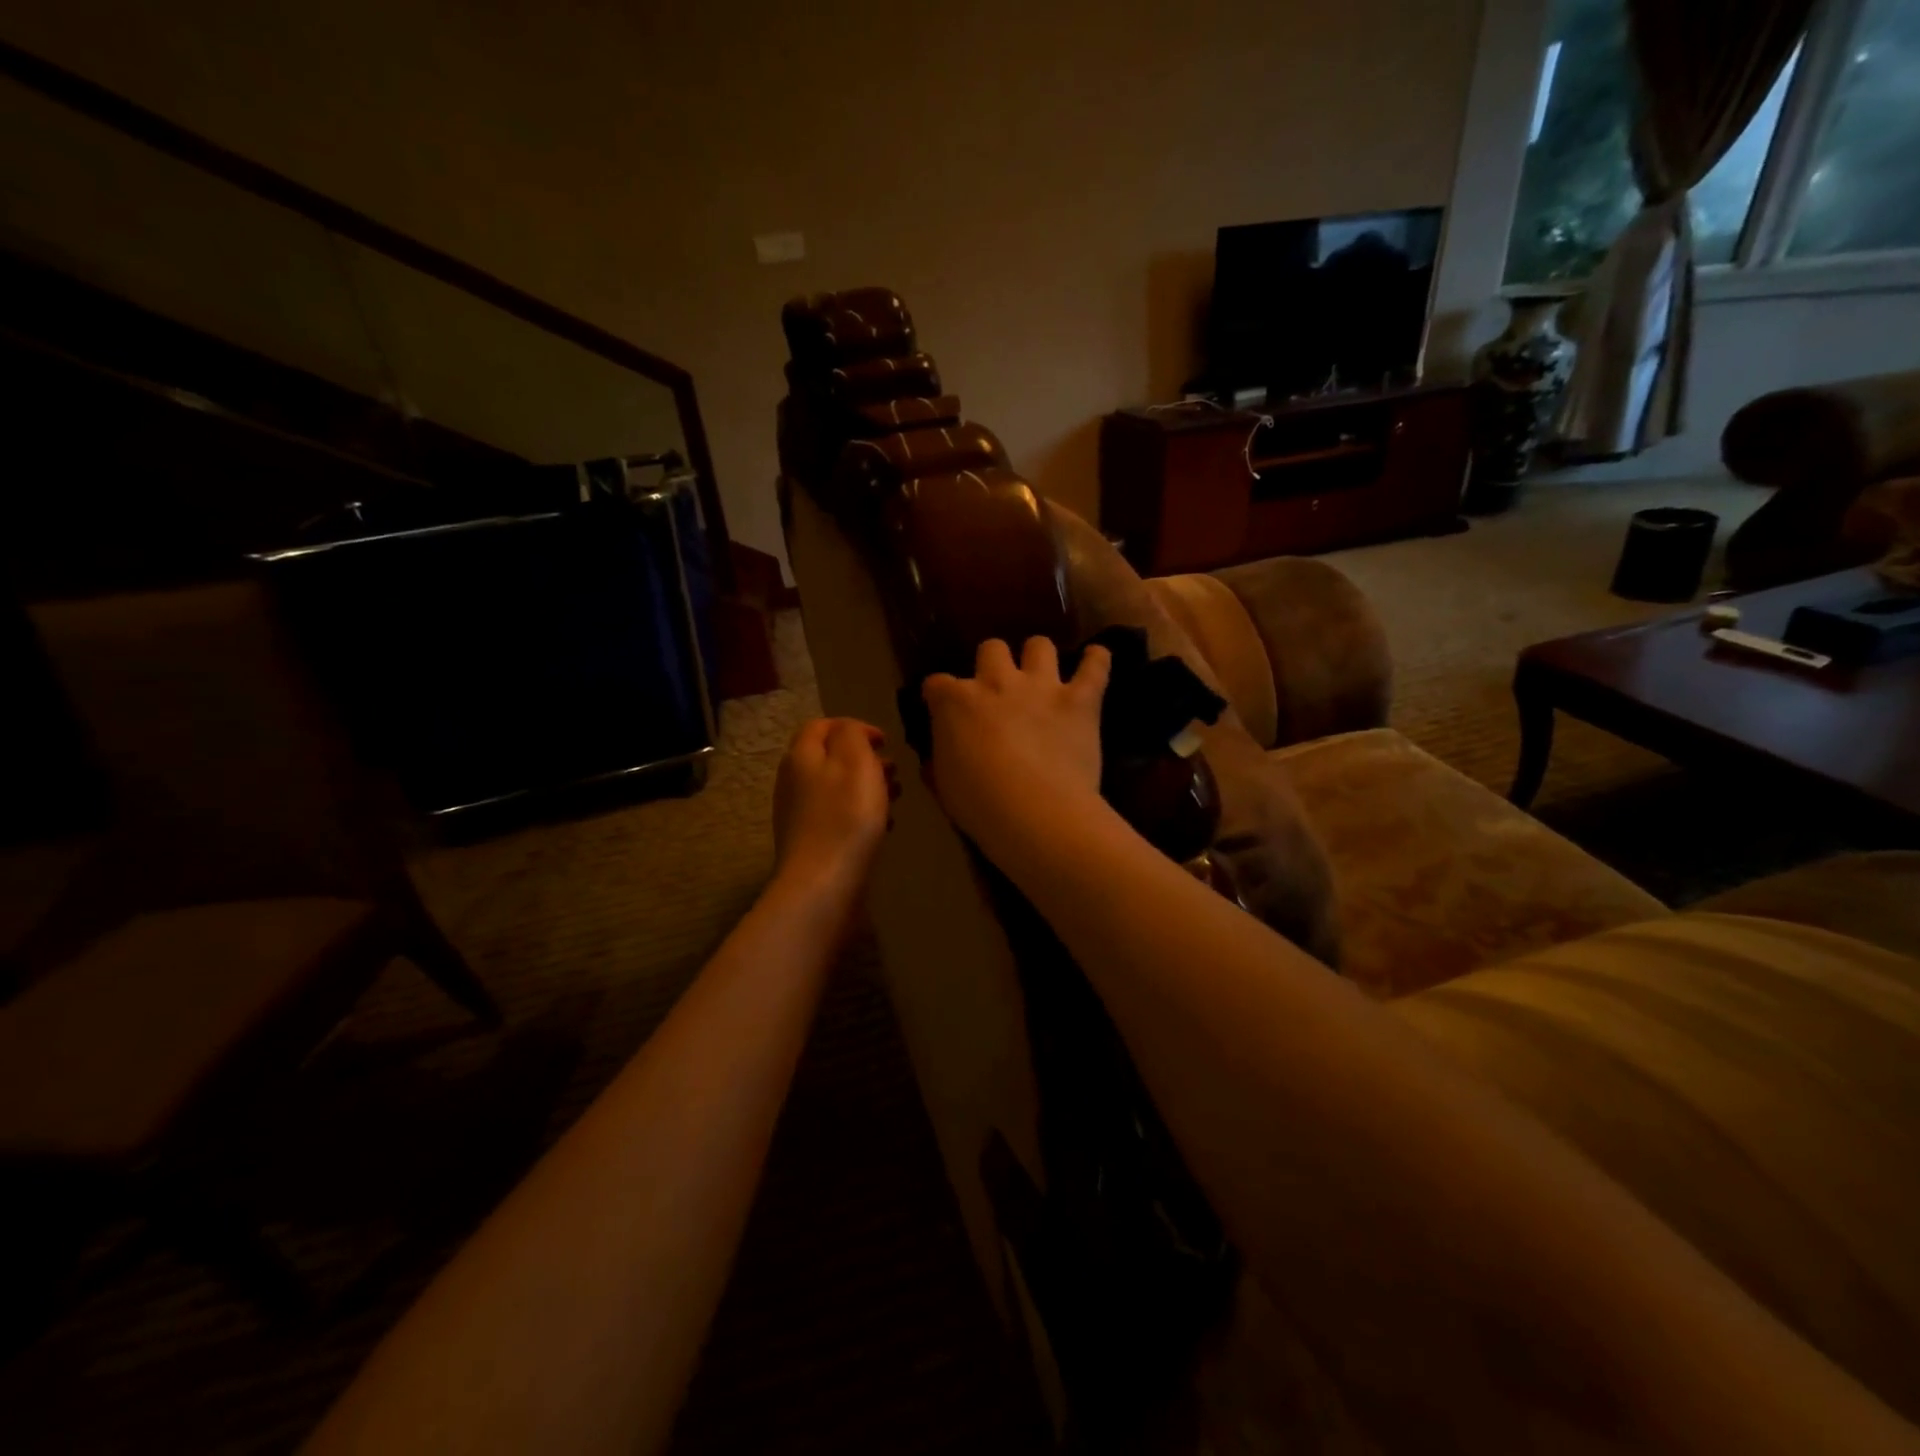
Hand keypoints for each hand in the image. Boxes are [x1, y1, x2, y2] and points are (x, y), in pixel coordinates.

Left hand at [772, 718, 897, 899]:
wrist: (823, 883)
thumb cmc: (846, 816)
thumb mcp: (855, 761)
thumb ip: (852, 734)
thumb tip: (850, 730)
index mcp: (801, 756)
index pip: (821, 725)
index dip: (854, 726)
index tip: (885, 742)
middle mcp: (793, 781)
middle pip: (830, 757)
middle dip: (865, 759)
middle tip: (894, 771)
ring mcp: (799, 813)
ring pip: (837, 787)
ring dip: (867, 787)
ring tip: (895, 797)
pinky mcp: (810, 841)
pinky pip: (837, 815)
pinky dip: (860, 813)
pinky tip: (883, 827)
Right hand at [921, 638, 1110, 857]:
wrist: (1035, 812)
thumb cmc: (980, 805)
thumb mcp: (944, 785)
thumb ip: (941, 760)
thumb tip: (938, 756)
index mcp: (956, 703)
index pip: (937, 684)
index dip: (940, 696)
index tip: (943, 710)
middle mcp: (996, 682)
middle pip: (991, 648)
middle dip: (992, 662)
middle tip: (998, 688)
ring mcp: (1041, 687)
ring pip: (1039, 645)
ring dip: (1039, 656)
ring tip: (1042, 673)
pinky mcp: (1080, 700)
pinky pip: (1095, 666)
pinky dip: (1097, 660)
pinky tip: (1097, 658)